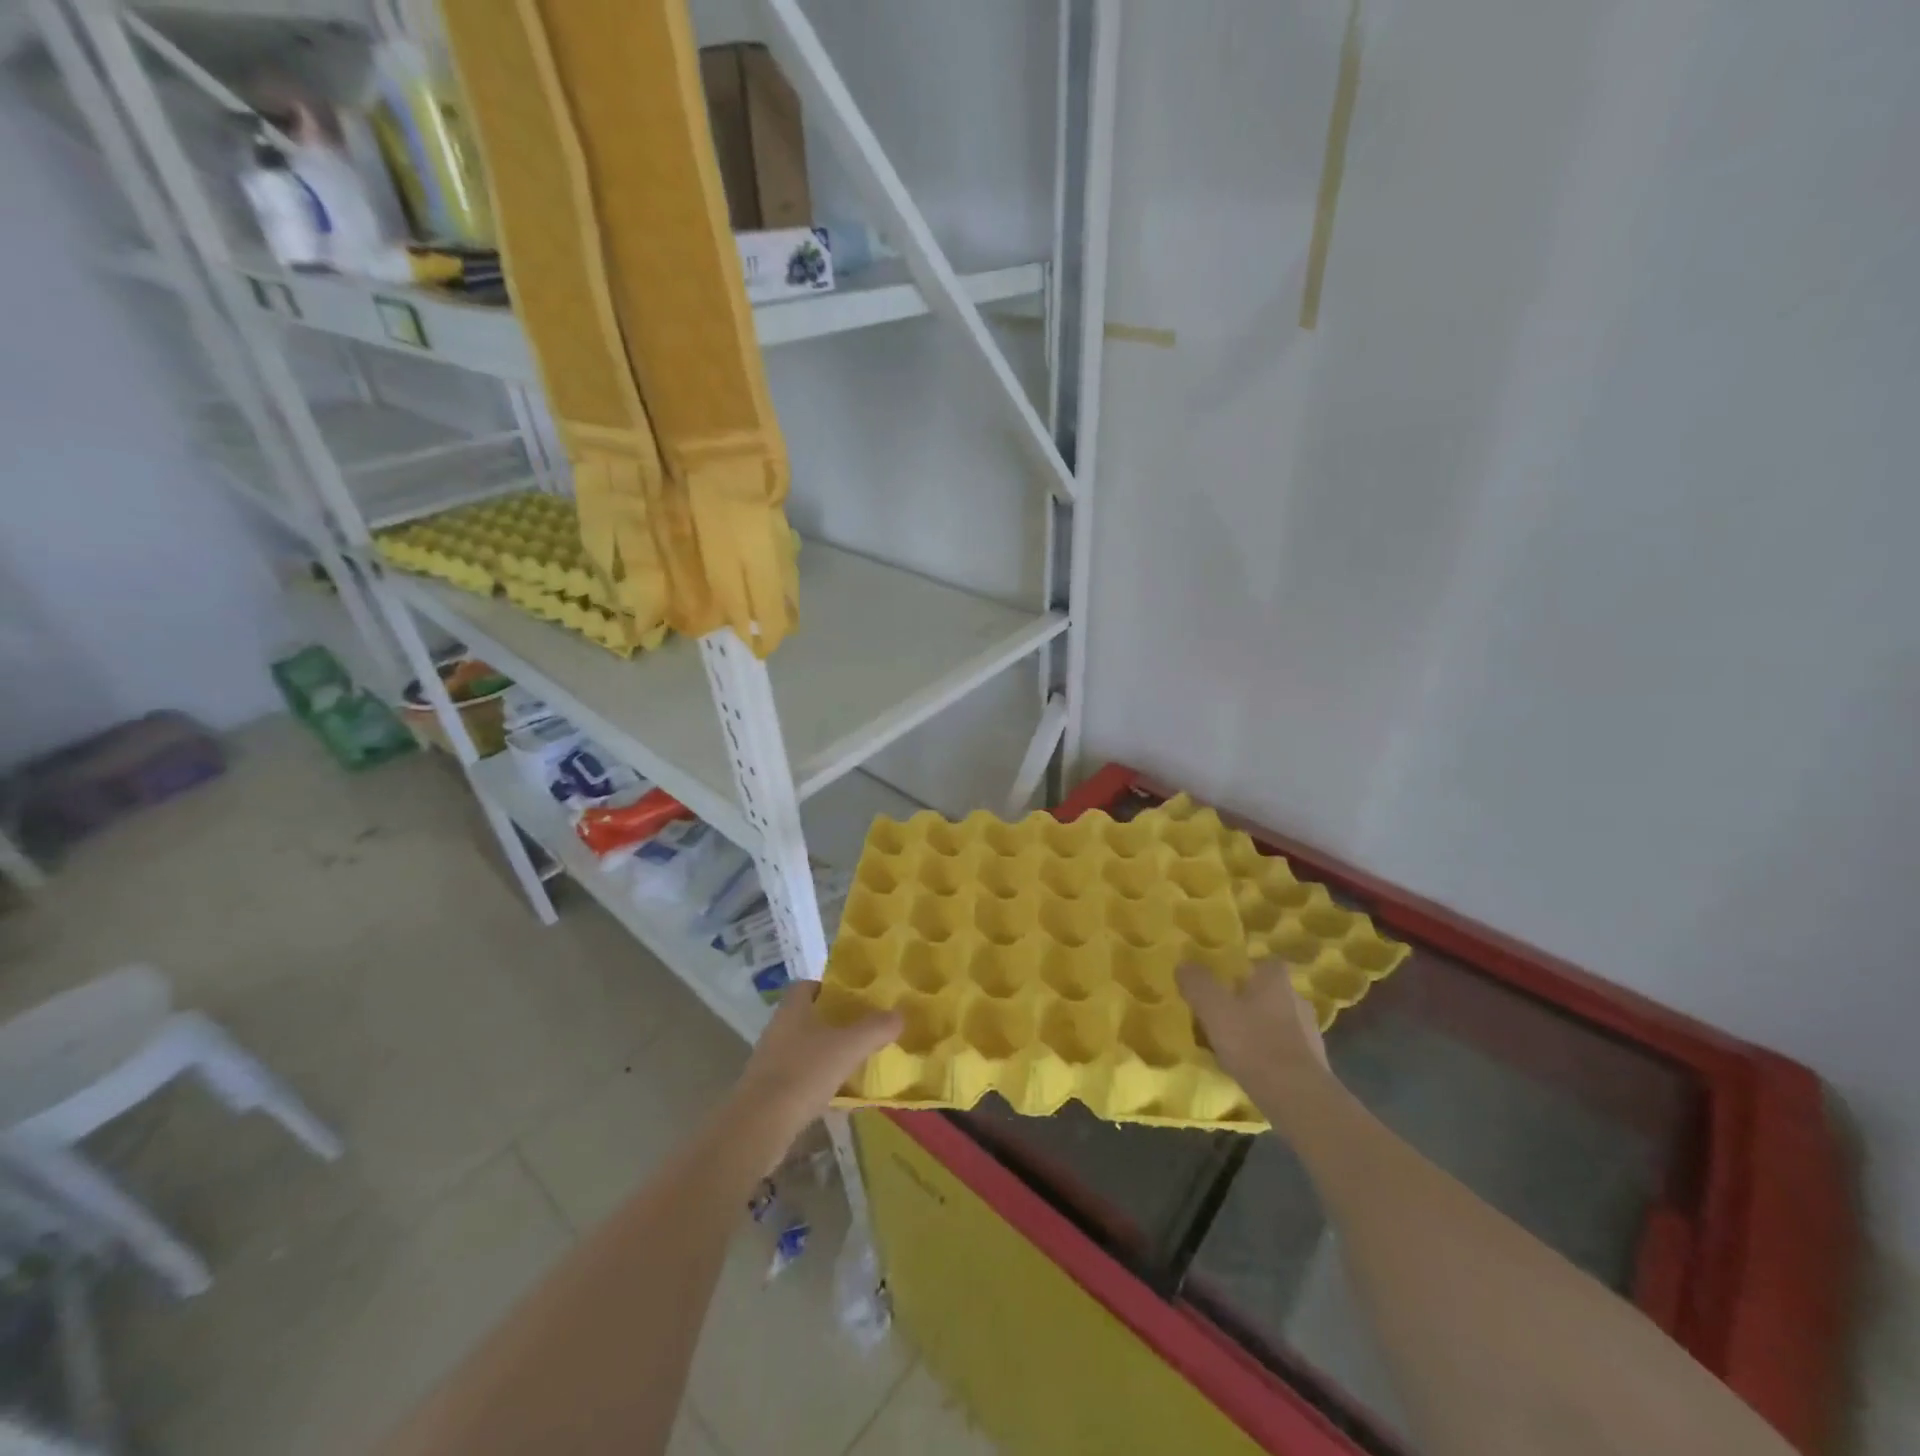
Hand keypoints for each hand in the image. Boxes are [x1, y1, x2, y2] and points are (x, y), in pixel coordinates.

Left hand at [728, 982, 901, 1150]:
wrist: (759, 1126)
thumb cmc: (804, 1073)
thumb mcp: (848, 1047)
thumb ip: (875, 1028)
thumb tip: (900, 1014)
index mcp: (793, 1009)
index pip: (808, 985)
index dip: (829, 988)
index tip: (853, 998)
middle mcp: (778, 1028)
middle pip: (807, 1016)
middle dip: (832, 1021)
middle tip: (862, 1029)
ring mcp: (770, 1060)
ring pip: (803, 1046)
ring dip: (824, 1051)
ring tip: (854, 1060)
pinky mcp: (768, 1090)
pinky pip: (797, 1075)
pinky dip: (815, 1079)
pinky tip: (836, 1092)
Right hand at [1178, 960, 1334, 1119]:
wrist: (1298, 1098)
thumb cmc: (1253, 1043)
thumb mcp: (1213, 1009)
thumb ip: (1197, 983)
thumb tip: (1184, 965)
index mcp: (1276, 981)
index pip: (1265, 962)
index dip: (1246, 969)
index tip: (1226, 981)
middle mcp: (1297, 999)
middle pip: (1271, 993)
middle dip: (1251, 1000)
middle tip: (1225, 1013)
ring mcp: (1310, 1033)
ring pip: (1279, 1022)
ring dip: (1261, 1029)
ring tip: (1236, 1045)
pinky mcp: (1314, 1064)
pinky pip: (1286, 1049)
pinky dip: (1270, 1054)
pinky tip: (1253, 1068)